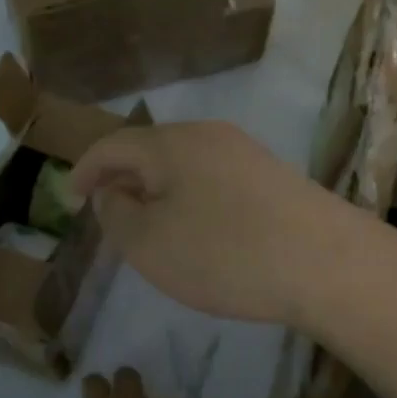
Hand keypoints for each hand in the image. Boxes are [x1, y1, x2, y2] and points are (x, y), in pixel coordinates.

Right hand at [69, 122, 366, 325]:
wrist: (326, 262)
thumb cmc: (224, 253)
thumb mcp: (149, 243)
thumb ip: (117, 214)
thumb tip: (112, 193)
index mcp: (171, 143)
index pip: (113, 145)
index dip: (85, 171)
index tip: (70, 202)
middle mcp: (209, 135)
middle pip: (152, 150)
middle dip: (125, 180)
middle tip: (111, 218)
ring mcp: (247, 153)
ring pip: (186, 166)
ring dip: (161, 192)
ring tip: (154, 230)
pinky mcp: (275, 177)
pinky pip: (216, 180)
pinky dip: (193, 200)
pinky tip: (202, 234)